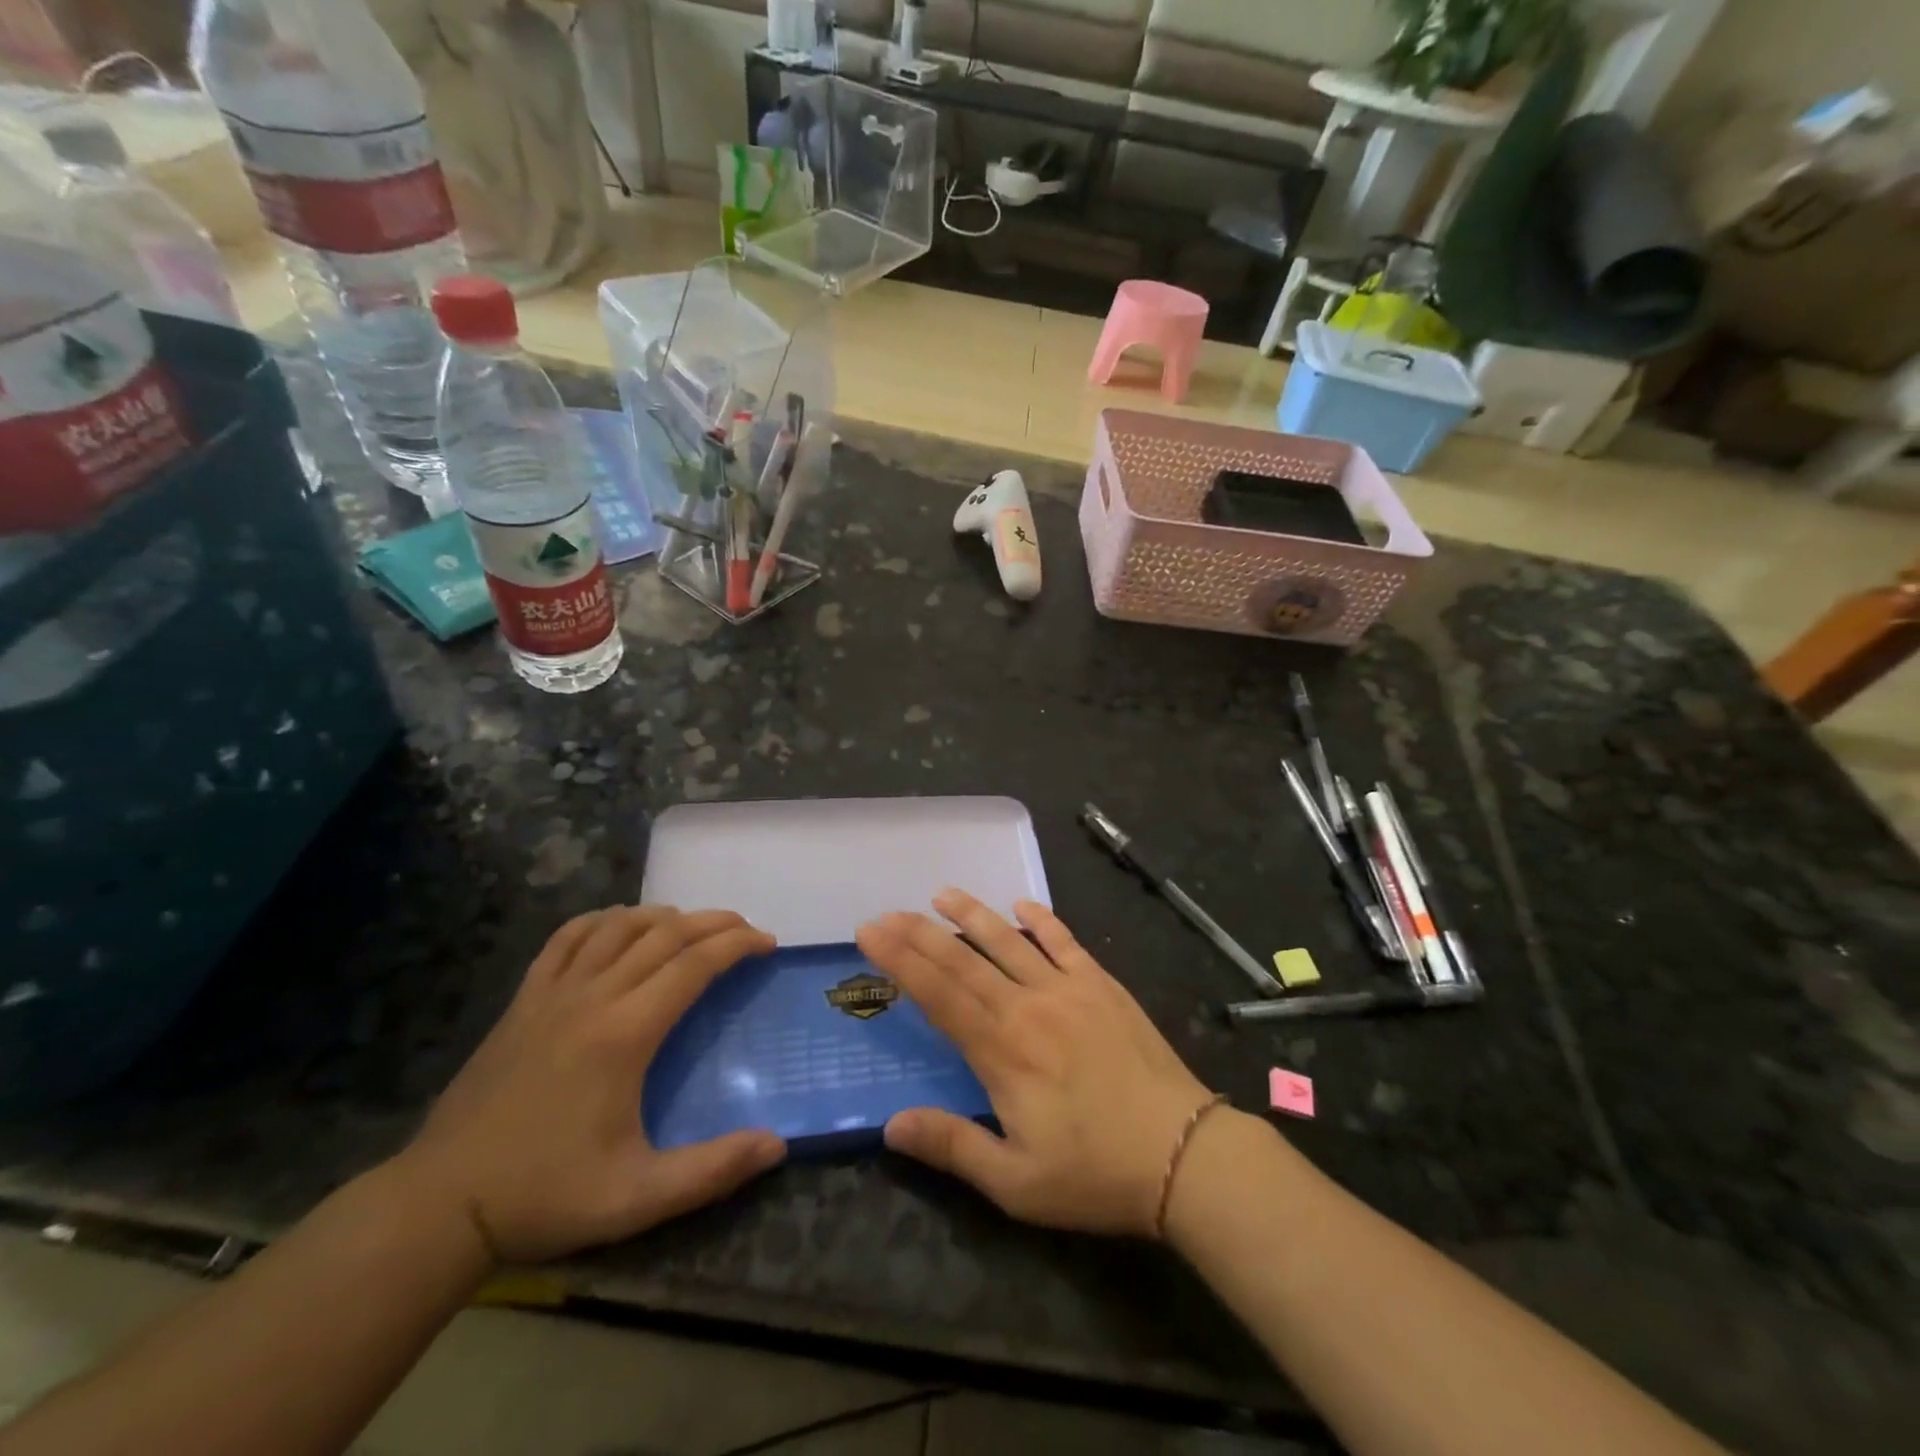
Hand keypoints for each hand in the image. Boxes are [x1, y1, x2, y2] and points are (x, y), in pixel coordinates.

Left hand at [398, 906, 786, 1263]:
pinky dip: (603, 921)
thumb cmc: (544, 1195)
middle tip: (746, 930)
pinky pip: (567, 939)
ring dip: (664, 916)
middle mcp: (593, 997)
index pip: (694, 964)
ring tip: (692, 926)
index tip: (767, 943)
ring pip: (618, 926)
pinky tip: (618, 926)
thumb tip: (777, 1146)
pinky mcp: (523, 1000)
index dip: (737, 945)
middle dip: (713, 922)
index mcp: (625, 1033)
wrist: (438, 1204)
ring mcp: (553, 993)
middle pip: (664, 934)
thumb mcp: (636, 1197)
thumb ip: (712, 1170)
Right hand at [856, 891, 1215, 1237]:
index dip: (900, 961)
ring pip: (1009, 942)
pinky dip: (1042, 921)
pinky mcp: (1102, 986)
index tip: (870, 933)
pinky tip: (1022, 904)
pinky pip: (1065, 942)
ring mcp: (1068, 990)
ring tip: (942, 894)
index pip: (938, 994)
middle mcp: (1028, 1008)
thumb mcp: (1015, 1183)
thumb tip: (891, 1125)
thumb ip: (952, 1146)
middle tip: (887, 911)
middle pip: (964, 961)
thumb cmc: (1094, 1174)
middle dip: (920, 933)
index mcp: (1001, 1052)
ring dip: (973, 915)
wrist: (1183, 1154)